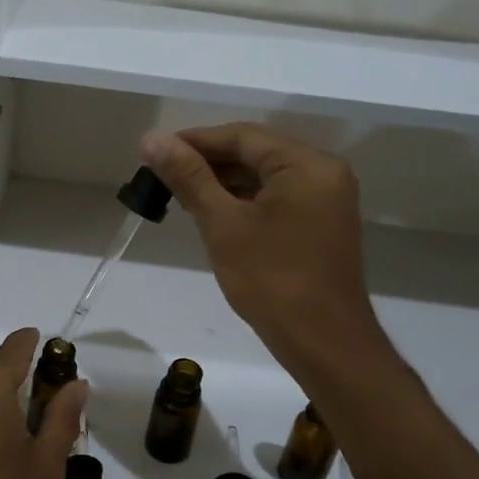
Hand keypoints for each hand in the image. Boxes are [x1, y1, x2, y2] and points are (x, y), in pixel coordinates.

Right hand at [141, 124, 399, 387]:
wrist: (323, 342)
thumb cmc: (272, 279)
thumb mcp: (223, 224)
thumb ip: (189, 177)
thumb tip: (152, 139)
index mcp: (306, 164)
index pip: (242, 136)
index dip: (194, 140)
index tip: (153, 151)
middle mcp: (323, 172)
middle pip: (255, 153)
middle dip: (207, 162)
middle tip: (161, 175)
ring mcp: (326, 199)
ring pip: (264, 176)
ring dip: (223, 183)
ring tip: (179, 194)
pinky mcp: (320, 224)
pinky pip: (276, 198)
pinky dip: (243, 201)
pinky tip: (212, 212)